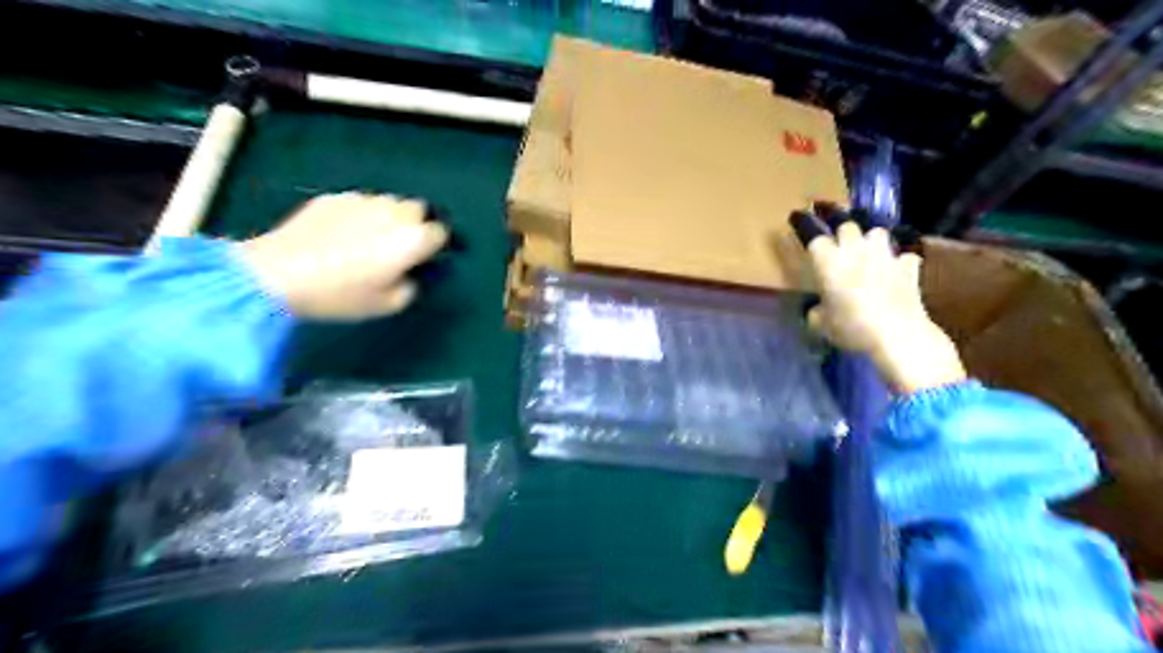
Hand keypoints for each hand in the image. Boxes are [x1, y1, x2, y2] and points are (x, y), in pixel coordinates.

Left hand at [240, 190, 445, 320]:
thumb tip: (410, 273)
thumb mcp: (387, 304)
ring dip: (389, 217)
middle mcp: (394, 212)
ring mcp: (363, 200)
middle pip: (418, 210)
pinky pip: (360, 203)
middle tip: (401, 246)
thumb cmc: (341, 294)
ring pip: (389, 203)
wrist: (278, 274)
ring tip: (370, 238)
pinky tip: (342, 234)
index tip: (428, 257)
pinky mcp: (335, 197)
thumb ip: (411, 286)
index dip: (437, 245)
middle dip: (416, 224)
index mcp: (413, 239)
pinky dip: (360, 215)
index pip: (441, 232)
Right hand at [805, 223, 969, 392]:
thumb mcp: (821, 325)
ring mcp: (884, 255)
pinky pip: (904, 256)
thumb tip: (818, 309)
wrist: (897, 334)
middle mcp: (855, 250)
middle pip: (847, 225)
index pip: (813, 235)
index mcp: (828, 261)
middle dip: (841, 230)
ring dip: (871, 239)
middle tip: (837, 242)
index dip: (806, 228)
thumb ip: (816, 311)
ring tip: (868, 250)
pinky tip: (897, 270)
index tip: (800, 221)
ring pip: (877, 232)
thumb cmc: (850, 327)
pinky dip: (899, 261)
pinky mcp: (908, 267)